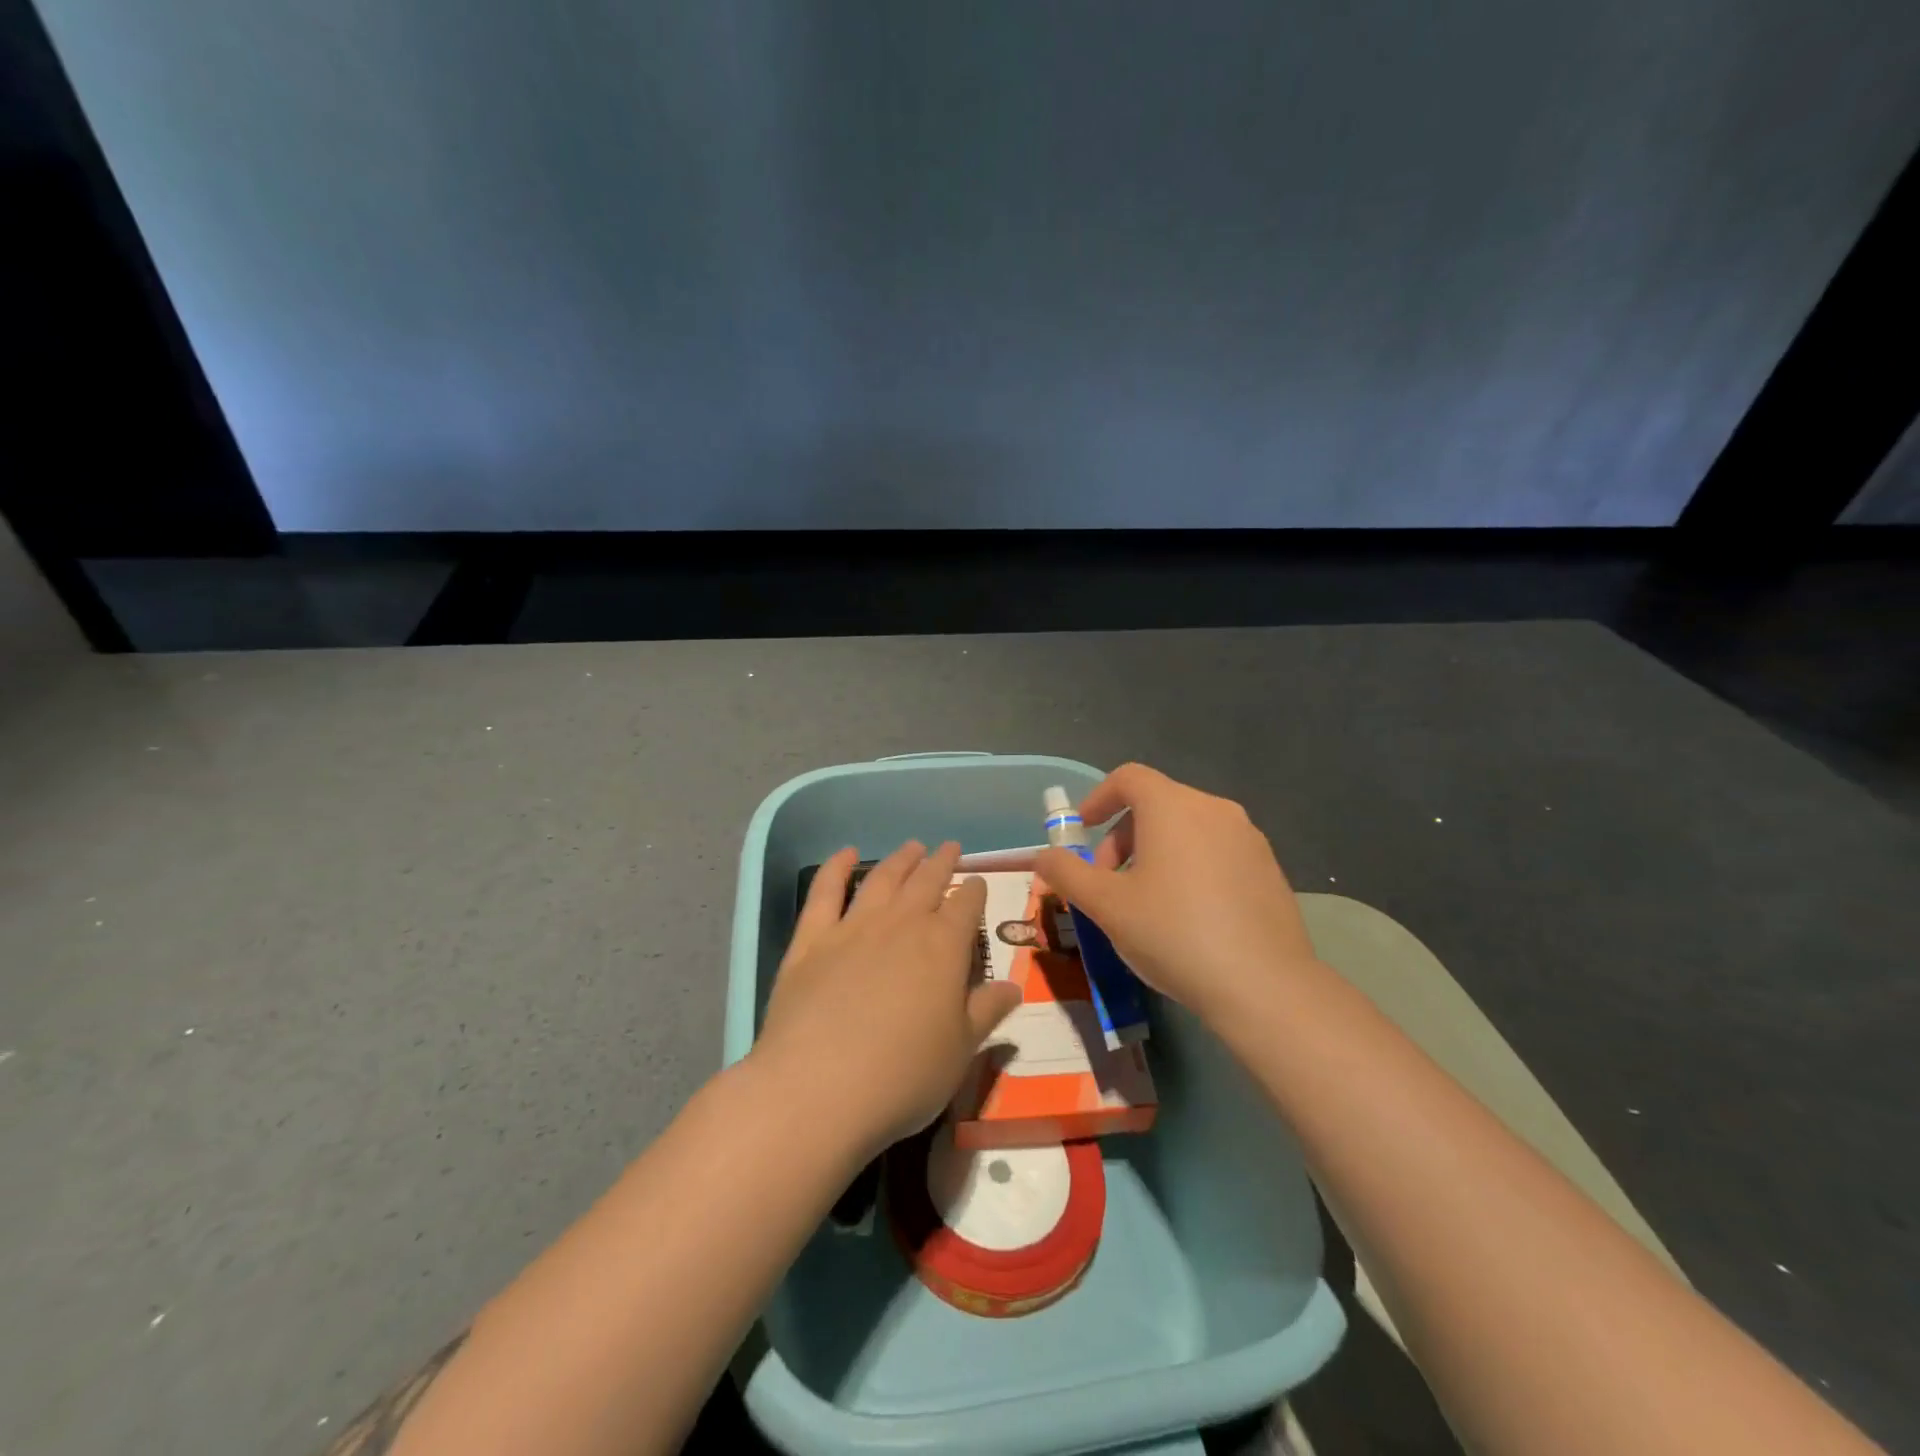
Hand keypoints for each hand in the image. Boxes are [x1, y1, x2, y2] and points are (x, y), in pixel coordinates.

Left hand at [753, 841, 1024, 1157]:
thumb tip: (1013, 986)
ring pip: (882, 879)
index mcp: (944, 947)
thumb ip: (986, 1012)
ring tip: (912, 846)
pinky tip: (846, 854)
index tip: (977, 882)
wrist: (819, 1086)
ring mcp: (853, 927)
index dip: (974, 891)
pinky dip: (836, 868)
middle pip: (927, 882)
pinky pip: (825, 892)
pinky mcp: (811, 940)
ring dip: (900, 860)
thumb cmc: (904, 1075)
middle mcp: (902, 924)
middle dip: (941, 863)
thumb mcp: (961, 1051)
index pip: (966, 906)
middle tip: (949, 848)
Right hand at [1034, 763, 1319, 1023]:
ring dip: (1155, 852)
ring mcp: (1248, 838)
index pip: (1128, 777)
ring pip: (1187, 828)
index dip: (1098, 799)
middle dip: (1122, 836)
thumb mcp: (1106, 905)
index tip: (1082, 832)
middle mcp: (1214, 809)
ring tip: (1145, 901)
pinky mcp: (1269, 868)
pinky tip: (1188, 916)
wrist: (1264, 986)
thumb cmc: (1174, 933)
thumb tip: (1043, 855)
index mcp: (1173, 807)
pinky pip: (1217, 851)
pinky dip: (1190, 866)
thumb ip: (1067, 873)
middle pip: (1156, 803)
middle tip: (1108, 882)